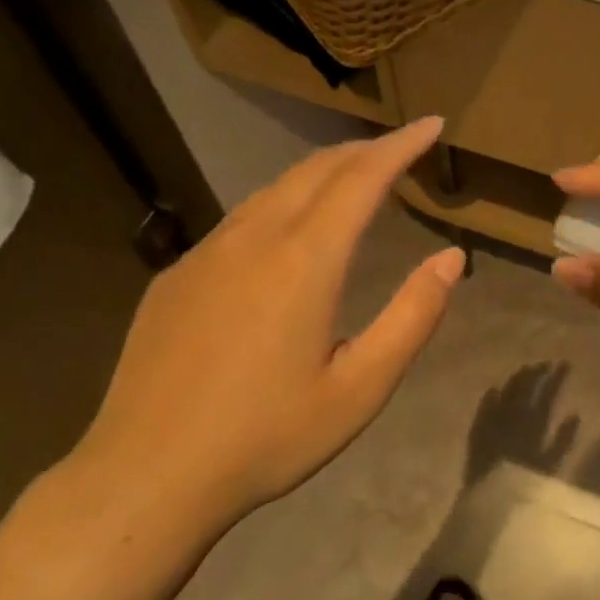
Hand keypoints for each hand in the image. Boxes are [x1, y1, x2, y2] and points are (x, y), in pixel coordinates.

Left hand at [75, 118, 463, 537]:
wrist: (147, 475)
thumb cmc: (267, 437)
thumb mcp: (360, 388)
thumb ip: (413, 316)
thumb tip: (452, 258)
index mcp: (305, 261)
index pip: (363, 177)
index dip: (401, 145)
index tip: (431, 123)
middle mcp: (254, 238)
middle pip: (317, 170)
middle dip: (363, 150)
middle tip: (399, 149)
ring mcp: (206, 252)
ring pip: (274, 188)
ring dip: (321, 174)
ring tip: (352, 180)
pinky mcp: (177, 274)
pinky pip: (241, 219)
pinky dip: (281, 204)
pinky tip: (287, 233)